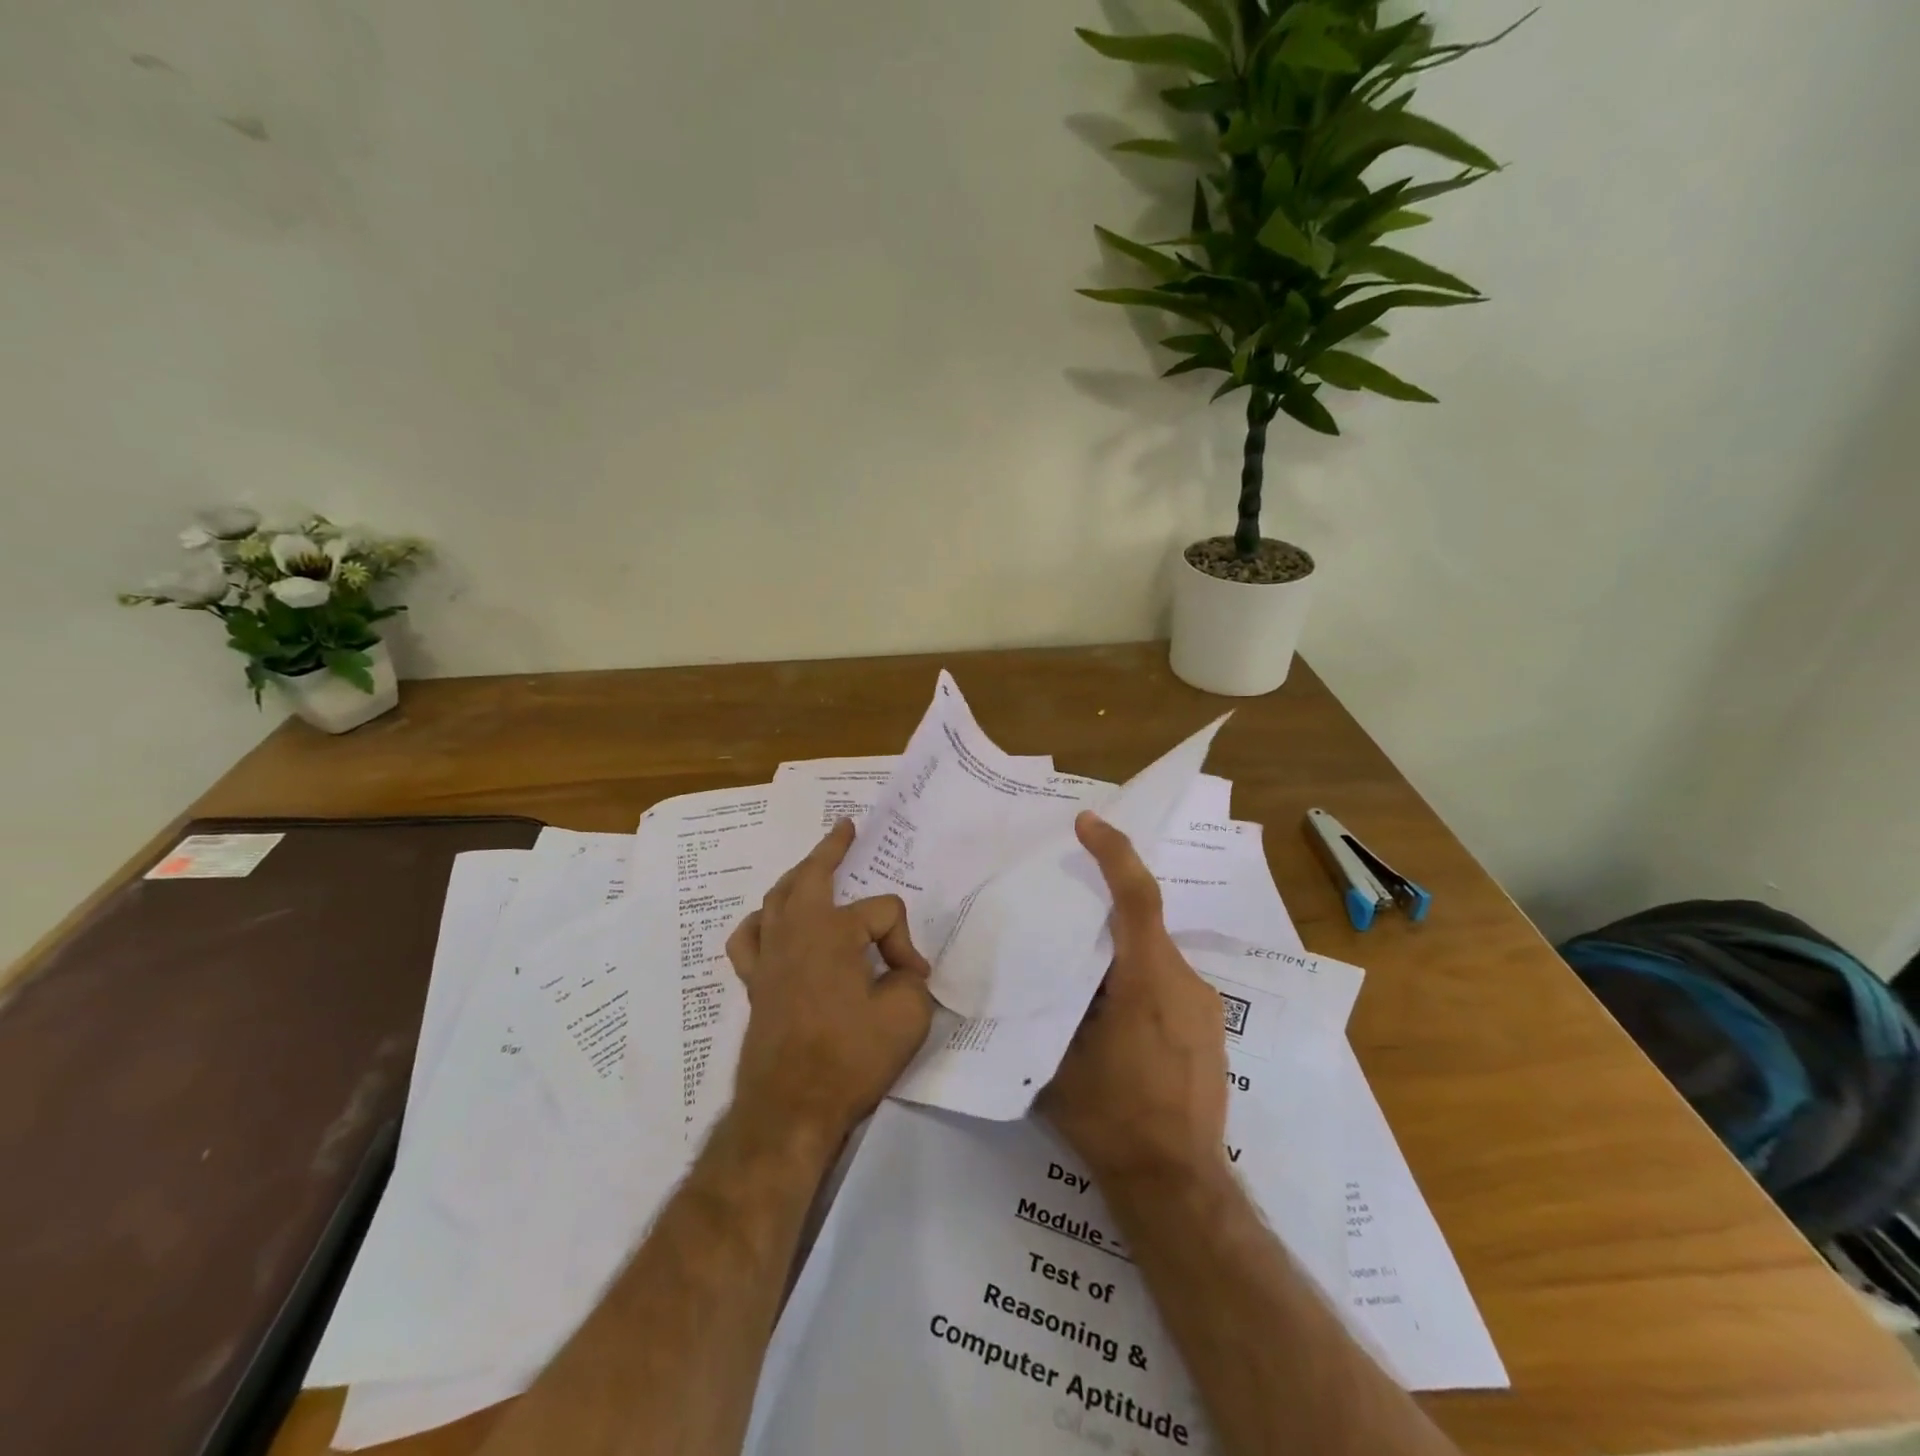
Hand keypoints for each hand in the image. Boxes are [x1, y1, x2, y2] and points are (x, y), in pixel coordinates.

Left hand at [726, 819, 934, 1141]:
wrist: (790, 1110)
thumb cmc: (850, 1059)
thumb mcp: (907, 1017)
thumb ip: (911, 981)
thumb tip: (899, 973)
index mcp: (833, 932)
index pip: (883, 913)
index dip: (904, 942)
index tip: (912, 979)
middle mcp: (796, 932)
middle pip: (813, 875)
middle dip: (831, 849)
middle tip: (845, 829)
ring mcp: (769, 956)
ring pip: (777, 899)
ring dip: (797, 878)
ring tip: (811, 869)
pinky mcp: (754, 983)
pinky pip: (749, 938)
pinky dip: (760, 923)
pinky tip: (770, 924)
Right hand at [1041, 812, 1228, 1186]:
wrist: (1179, 1185)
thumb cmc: (1113, 1118)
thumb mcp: (1059, 1059)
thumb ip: (1050, 1006)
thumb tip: (1033, 977)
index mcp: (1147, 980)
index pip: (1135, 898)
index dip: (1113, 853)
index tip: (1087, 823)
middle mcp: (1184, 981)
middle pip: (1144, 924)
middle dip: (1106, 909)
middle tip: (1066, 915)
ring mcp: (1204, 1006)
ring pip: (1155, 956)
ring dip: (1121, 955)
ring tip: (1084, 983)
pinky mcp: (1211, 1029)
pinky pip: (1169, 983)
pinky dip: (1139, 981)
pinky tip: (1115, 1019)